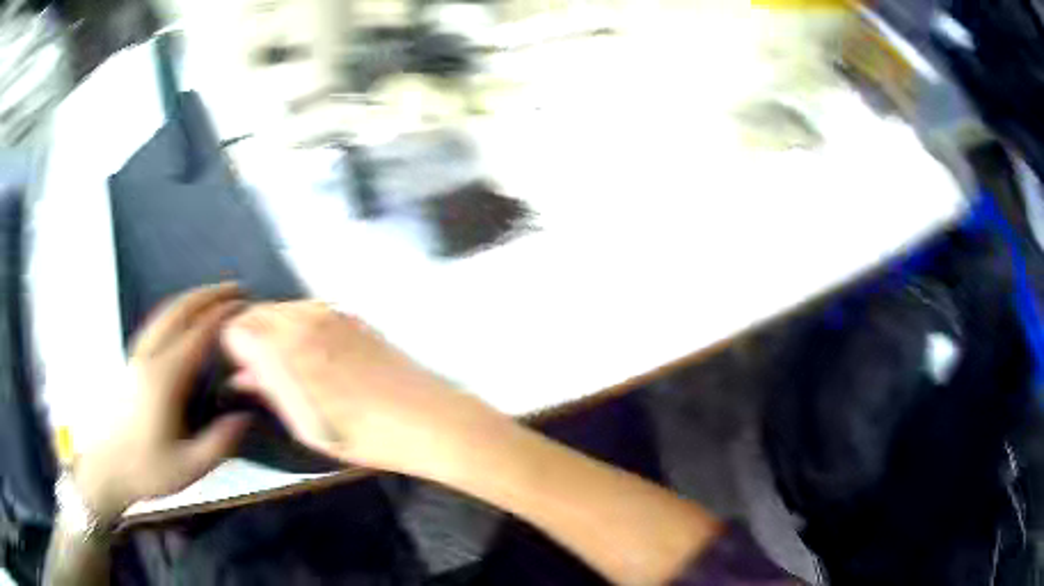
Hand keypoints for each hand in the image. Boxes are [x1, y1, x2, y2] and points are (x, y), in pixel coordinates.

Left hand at [75, 284, 250, 522]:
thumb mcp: (189, 467)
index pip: (196, 336)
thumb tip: (245, 415)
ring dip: (192, 299)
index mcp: (163, 380)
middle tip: (236, 289)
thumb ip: (220, 441)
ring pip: (165, 313)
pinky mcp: (131, 361)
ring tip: (215, 296)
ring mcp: (137, 355)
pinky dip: (176, 311)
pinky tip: (184, 318)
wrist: (108, 468)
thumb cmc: (148, 469)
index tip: (246, 308)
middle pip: (179, 311)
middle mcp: (149, 357)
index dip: (222, 318)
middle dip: (208, 295)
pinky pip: (157, 323)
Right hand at [221, 301, 507, 478]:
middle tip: (252, 368)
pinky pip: (310, 311)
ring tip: (280, 363)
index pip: (237, 327)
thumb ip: (269, 389)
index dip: (231, 348)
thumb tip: (241, 374)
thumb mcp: (306, 425)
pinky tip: (308, 352)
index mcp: (287, 346)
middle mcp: (305, 318)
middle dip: (249, 335)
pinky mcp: (353, 316)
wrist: (430, 419)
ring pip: (283, 309)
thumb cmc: (363, 435)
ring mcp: (333, 312)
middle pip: (258, 312)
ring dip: (272, 329)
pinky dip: (297, 326)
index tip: (237, 370)